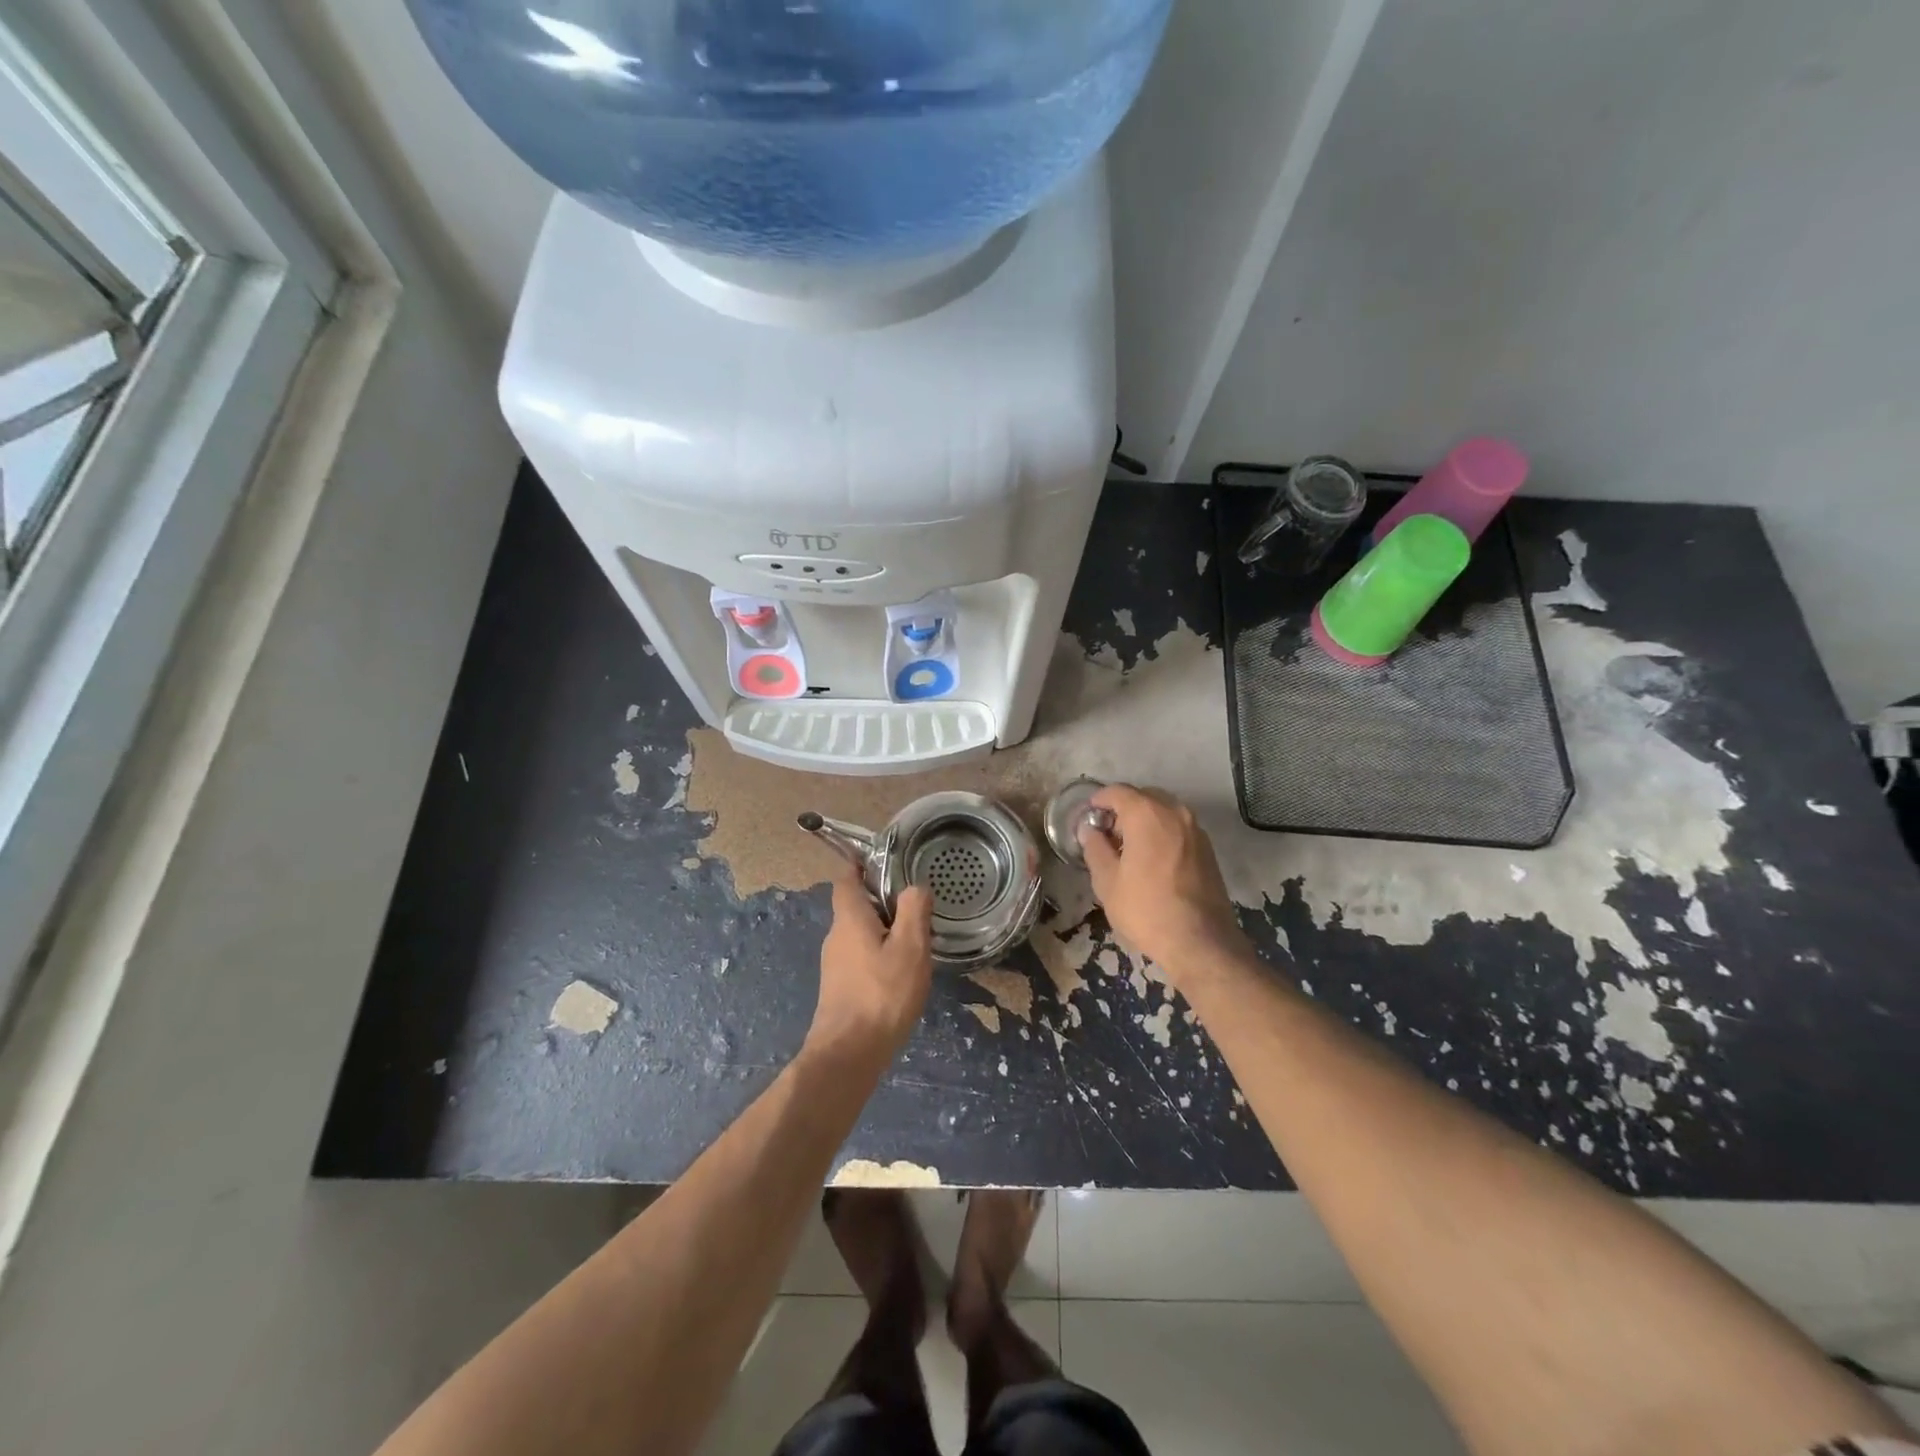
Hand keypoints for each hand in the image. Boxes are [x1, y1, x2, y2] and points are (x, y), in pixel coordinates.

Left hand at [806, 864, 933, 1065]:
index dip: (862, 865)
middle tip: (916, 905)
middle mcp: (836, 935)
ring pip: (860, 933)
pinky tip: (901, 972)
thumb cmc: (881, 994)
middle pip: (856, 905)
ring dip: (884, 930)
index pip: (847, 878)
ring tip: (916, 940)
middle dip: (883, 900)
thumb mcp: (910, 948)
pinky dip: (879, 954)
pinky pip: (860, 957)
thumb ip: (913, 911)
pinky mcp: (839, 987)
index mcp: (849, 917)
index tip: (888, 863)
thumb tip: (914, 887)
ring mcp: (834, 964)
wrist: (848, 1054)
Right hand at [1079, 784, 1241, 974]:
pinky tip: (1151, 859)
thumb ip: (1094, 848)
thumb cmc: (1146, 909)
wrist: (1201, 942)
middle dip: (1123, 809)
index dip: (1099, 800)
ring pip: (1163, 811)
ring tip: (1128, 847)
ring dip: (1144, 820)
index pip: (1118, 792)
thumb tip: (1089, 830)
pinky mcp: (1207, 848)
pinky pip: (1178, 827)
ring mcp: (1196, 829)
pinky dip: (1162, 832)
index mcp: (1147, 814)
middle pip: (1143, 796)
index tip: (1088, 816)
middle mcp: (1175, 812)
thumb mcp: (1107, 881)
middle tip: (1106, 833)